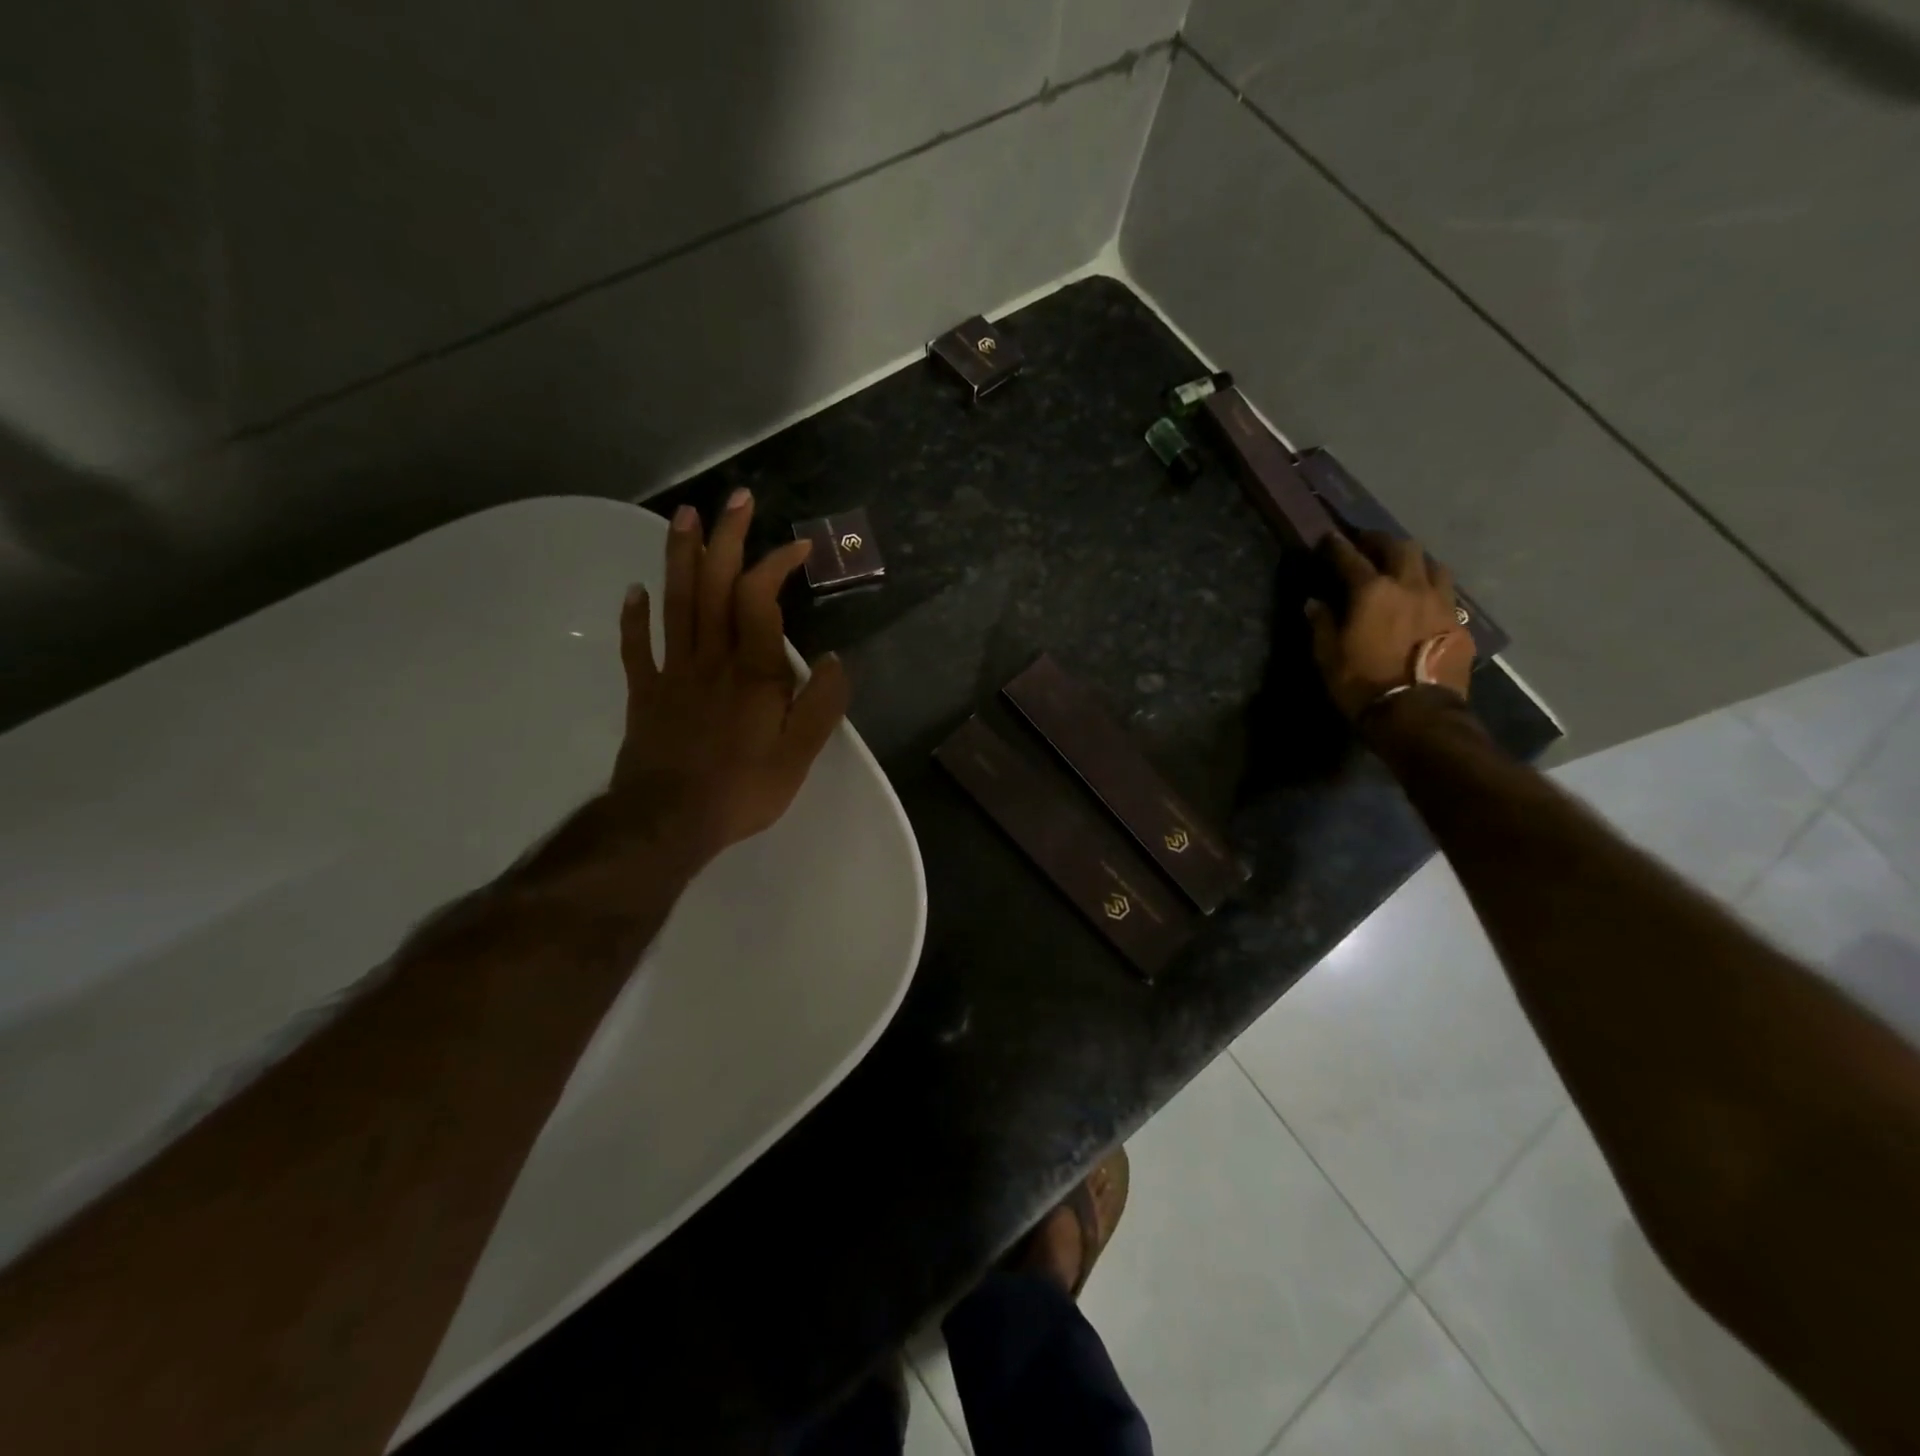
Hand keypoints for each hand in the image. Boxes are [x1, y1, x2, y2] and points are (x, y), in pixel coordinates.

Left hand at [611, 489, 849, 868]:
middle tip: (735, 498)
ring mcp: (673, 673)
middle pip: (715, 586)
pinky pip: (638, 648)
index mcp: (753, 671)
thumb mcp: (799, 755)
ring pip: (676, 603)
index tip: (798, 545)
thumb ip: (822, 705)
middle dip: (726, 538)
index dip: (776, 563)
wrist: (668, 822)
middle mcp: (711, 659)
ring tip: (683, 517)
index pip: (760, 598)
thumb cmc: (742, 789)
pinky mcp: (647, 694)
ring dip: (681, 557)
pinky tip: (635, 591)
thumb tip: (836, 660)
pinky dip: (635, 617)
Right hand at [1305, 530, 1474, 719]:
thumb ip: (1322, 624)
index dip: (1337, 545)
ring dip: (1414, 559)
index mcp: (1372, 591)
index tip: (1329, 536)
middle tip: (1367, 542)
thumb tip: (1315, 603)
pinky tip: (1424, 598)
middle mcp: (1410, 586)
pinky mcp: (1458, 622)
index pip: (1351, 558)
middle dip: (1381, 540)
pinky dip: (1431, 587)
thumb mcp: (1328, 657)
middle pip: (1400, 547)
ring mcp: (1440, 602)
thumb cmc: (1362, 684)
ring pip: (1432, 564)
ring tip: (1403, 566)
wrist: (1417, 714)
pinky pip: (1446, 592)